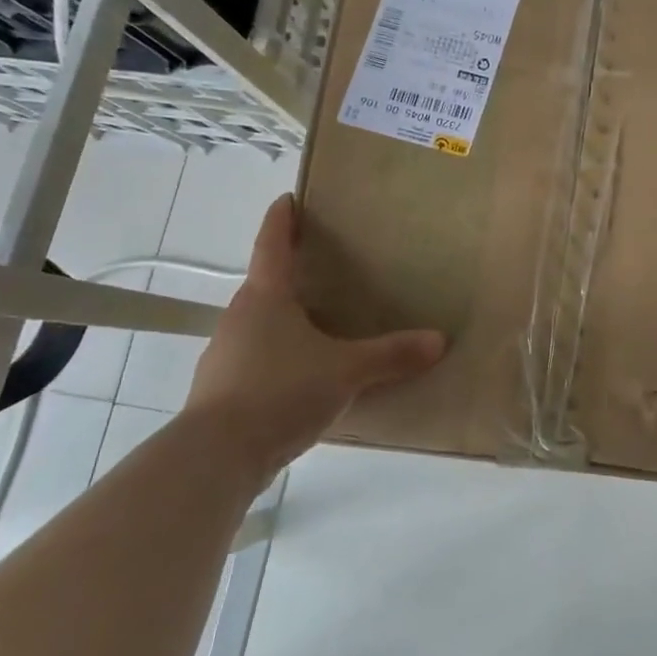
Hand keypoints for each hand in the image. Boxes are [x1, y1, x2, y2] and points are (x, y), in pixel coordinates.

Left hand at [186, 194, 444, 472]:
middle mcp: (239, 317)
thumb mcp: (347, 371)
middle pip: (265, 285)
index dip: (281, 219)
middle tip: (324, 271)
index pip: (272, 244)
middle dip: (291, 276)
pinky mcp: (221, 391)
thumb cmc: (280, 391)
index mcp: (265, 297)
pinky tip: (302, 379)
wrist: (217, 456)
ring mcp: (225, 354)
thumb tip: (439, 340)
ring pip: (260, 326)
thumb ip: (392, 354)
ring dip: (285, 322)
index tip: (287, 199)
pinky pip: (256, 361)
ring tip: (320, 329)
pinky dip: (279, 360)